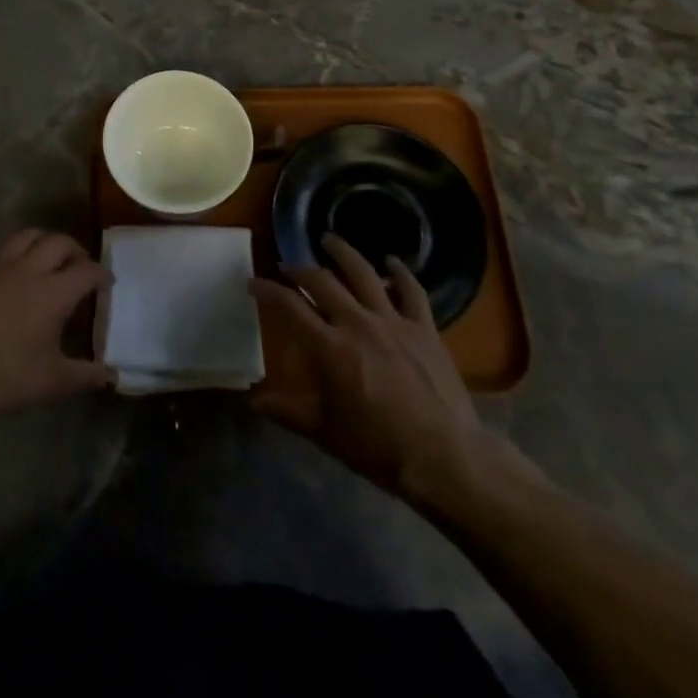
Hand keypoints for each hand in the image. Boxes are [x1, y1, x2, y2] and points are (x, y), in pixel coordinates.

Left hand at [0, 230, 112, 429]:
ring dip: (43, 241)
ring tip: (47, 256)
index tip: (107, 282)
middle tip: (80, 265)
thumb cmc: (6, 377)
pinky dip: (10, 255)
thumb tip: (114, 376)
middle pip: (59, 242)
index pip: (87, 270)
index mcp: (54, 292)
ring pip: (26, 236)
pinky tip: (9, 272)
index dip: (101, 273)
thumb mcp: (53, 381)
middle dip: (75, 250)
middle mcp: (28, 270)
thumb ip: (87, 375)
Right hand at [249, 234, 508, 506]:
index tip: (253, 283)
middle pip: (323, 281)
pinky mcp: (424, 327)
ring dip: (343, 252)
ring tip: (329, 239)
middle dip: (300, 269)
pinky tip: (392, 261)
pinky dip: (400, 272)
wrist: (443, 457)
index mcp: (329, 347)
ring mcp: (393, 321)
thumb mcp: (325, 433)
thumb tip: (254, 401)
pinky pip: (411, 290)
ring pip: (363, 273)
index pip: (290, 306)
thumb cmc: (378, 447)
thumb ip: (287, 411)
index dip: (267, 290)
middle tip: (287, 266)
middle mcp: (357, 323)